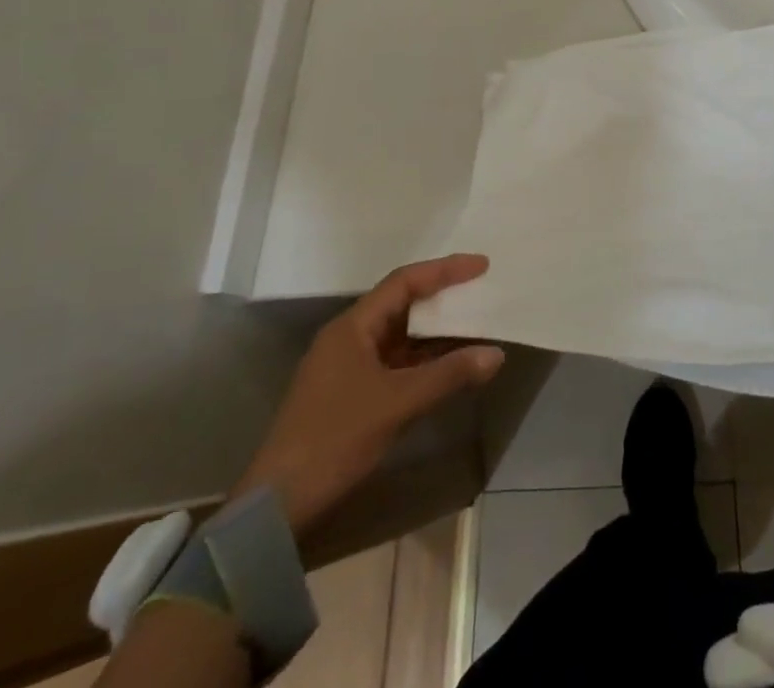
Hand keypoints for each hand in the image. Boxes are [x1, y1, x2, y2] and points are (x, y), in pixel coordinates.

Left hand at [233, 255, 504, 538]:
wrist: (277, 507)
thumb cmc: (334, 439)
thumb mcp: (396, 404)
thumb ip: (448, 375)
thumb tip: (496, 353)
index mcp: (352, 327)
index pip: (404, 282)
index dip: (444, 270)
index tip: (481, 265)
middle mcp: (349, 337)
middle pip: (402, 304)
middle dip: (442, 297)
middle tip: (481, 291)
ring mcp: (347, 367)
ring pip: (400, 336)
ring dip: (435, 332)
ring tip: (474, 324)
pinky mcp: (350, 394)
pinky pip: (395, 362)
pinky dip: (423, 360)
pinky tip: (449, 366)